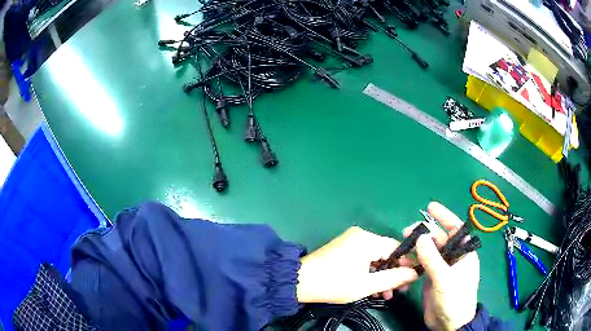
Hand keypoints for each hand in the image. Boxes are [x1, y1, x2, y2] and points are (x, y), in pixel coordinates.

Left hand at [296, 226, 417, 303]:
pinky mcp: (344, 248)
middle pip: (386, 253)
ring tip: (385, 294)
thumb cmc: (334, 283)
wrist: (299, 281)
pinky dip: (370, 272)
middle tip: (398, 291)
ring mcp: (351, 241)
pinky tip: (372, 288)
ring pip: (375, 257)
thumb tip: (415, 273)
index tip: (410, 280)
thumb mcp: (367, 285)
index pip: (397, 247)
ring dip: (381, 275)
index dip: (406, 264)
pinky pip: (364, 258)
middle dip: (393, 273)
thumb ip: (394, 278)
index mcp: (367, 239)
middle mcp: (361, 235)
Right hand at [403, 202, 479, 330]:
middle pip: (439, 239)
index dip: (444, 216)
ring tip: (402, 251)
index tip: (430, 206)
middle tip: (406, 232)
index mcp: (464, 253)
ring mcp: (442, 267)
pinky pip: (422, 263)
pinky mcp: (432, 277)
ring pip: (428, 251)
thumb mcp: (444, 279)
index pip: (456, 229)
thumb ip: (432, 258)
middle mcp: (453, 257)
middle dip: (424, 234)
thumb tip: (420, 236)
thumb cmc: (454, 299)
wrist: (448, 324)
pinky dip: (413, 261)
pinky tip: (404, 262)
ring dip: (415, 249)